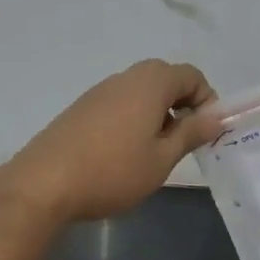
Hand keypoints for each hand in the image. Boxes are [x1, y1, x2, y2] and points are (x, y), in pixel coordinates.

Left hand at [0, 59, 219, 224]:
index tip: (205, 132)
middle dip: (183, 104)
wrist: (43, 184)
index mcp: (151, 84)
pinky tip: (124, 152)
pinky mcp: (81, 107)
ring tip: (154, 150)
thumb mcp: (162, 159)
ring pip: (141, 91)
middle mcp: (125, 78)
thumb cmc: (113, 171)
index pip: (191, 75)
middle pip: (165, 78)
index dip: (207, 99)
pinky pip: (120, 102)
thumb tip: (216, 117)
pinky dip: (134, 117)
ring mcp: (99, 91)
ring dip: (157, 112)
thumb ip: (191, 134)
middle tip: (184, 139)